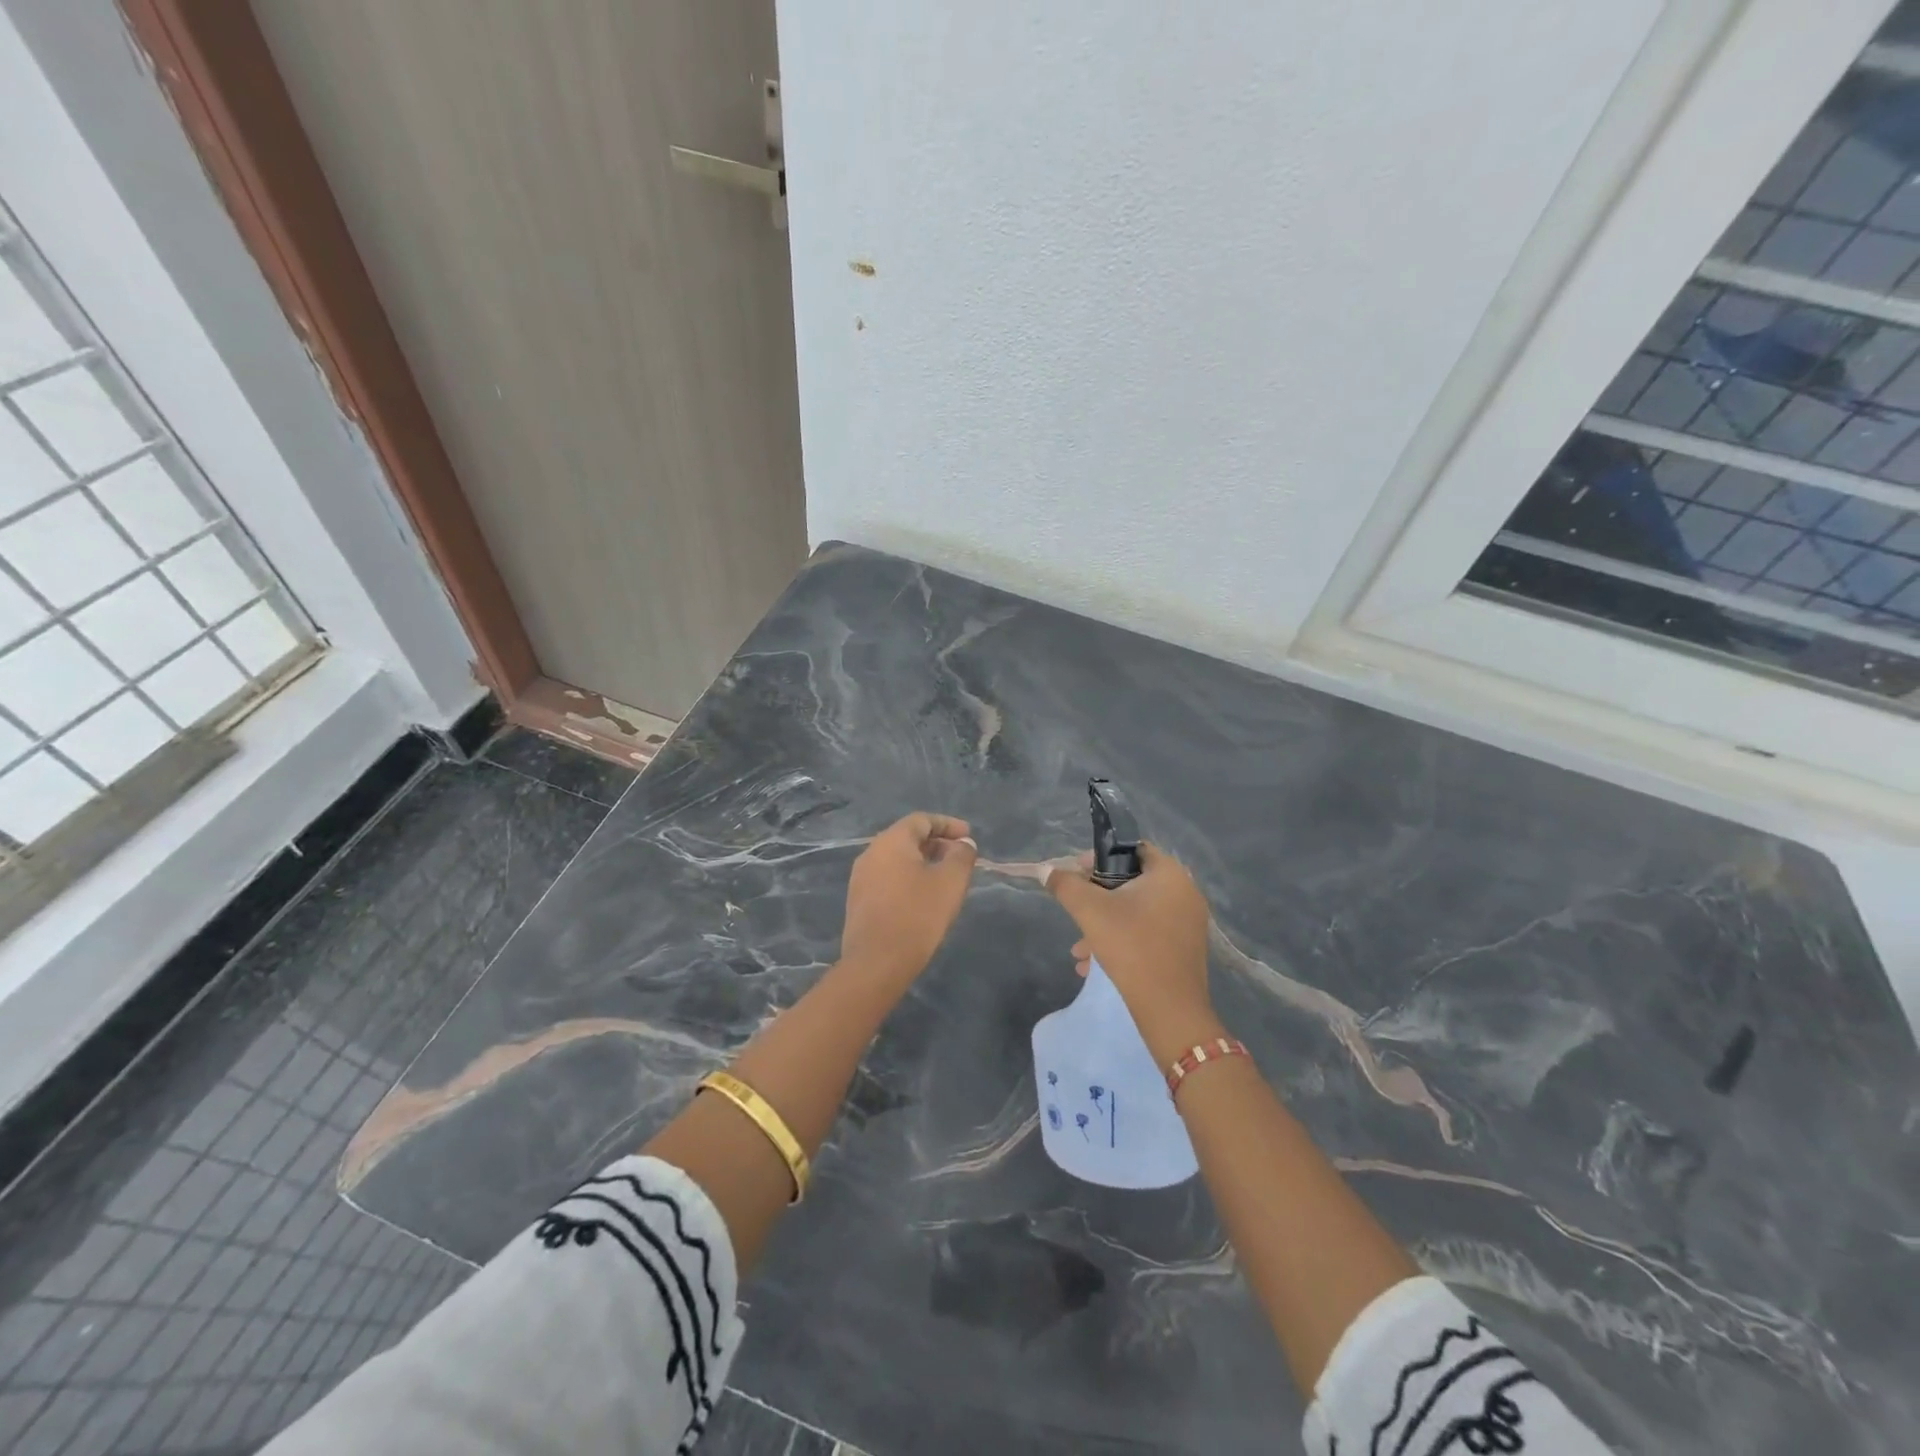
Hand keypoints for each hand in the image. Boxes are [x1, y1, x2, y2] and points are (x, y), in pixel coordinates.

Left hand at [839, 813, 978, 980]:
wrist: (876, 963)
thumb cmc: (917, 915)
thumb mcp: (950, 882)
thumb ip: (961, 856)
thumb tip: (964, 844)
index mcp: (891, 841)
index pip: (921, 820)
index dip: (948, 825)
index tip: (969, 837)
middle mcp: (871, 853)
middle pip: (908, 838)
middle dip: (937, 844)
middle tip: (961, 858)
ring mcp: (861, 878)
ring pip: (897, 859)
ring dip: (924, 862)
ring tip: (946, 878)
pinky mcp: (859, 901)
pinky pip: (888, 878)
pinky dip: (909, 878)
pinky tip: (924, 897)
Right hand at [1046, 843, 1221, 1059]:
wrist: (1170, 1009)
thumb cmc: (1131, 946)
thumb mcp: (1090, 911)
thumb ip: (1065, 885)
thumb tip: (1045, 870)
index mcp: (1169, 873)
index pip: (1131, 849)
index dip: (1099, 858)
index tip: (1076, 875)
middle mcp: (1185, 892)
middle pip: (1132, 882)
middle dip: (1098, 898)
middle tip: (1076, 911)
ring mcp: (1189, 922)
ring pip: (1138, 911)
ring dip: (1105, 923)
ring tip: (1079, 949)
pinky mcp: (1186, 948)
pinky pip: (1149, 932)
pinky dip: (1123, 940)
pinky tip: (1095, 965)